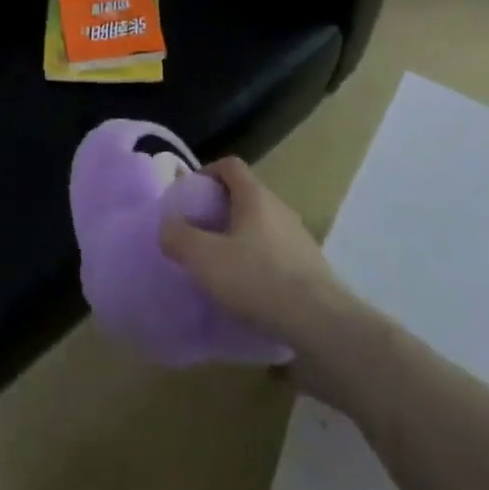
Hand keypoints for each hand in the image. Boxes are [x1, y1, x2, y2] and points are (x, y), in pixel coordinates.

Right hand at [159, 156, 347, 347]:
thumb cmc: (257, 279)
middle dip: (218, 209)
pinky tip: (245, 289)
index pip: (230, 166)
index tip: (188, 196)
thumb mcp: (204, 258)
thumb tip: (168, 226)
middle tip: (197, 232)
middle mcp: (280, 209)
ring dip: (237, 237)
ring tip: (218, 264)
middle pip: (245, 196)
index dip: (206, 173)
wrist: (320, 323)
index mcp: (255, 197)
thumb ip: (178, 237)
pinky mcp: (309, 268)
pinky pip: (275, 253)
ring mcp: (299, 238)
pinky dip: (256, 261)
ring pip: (260, 226)